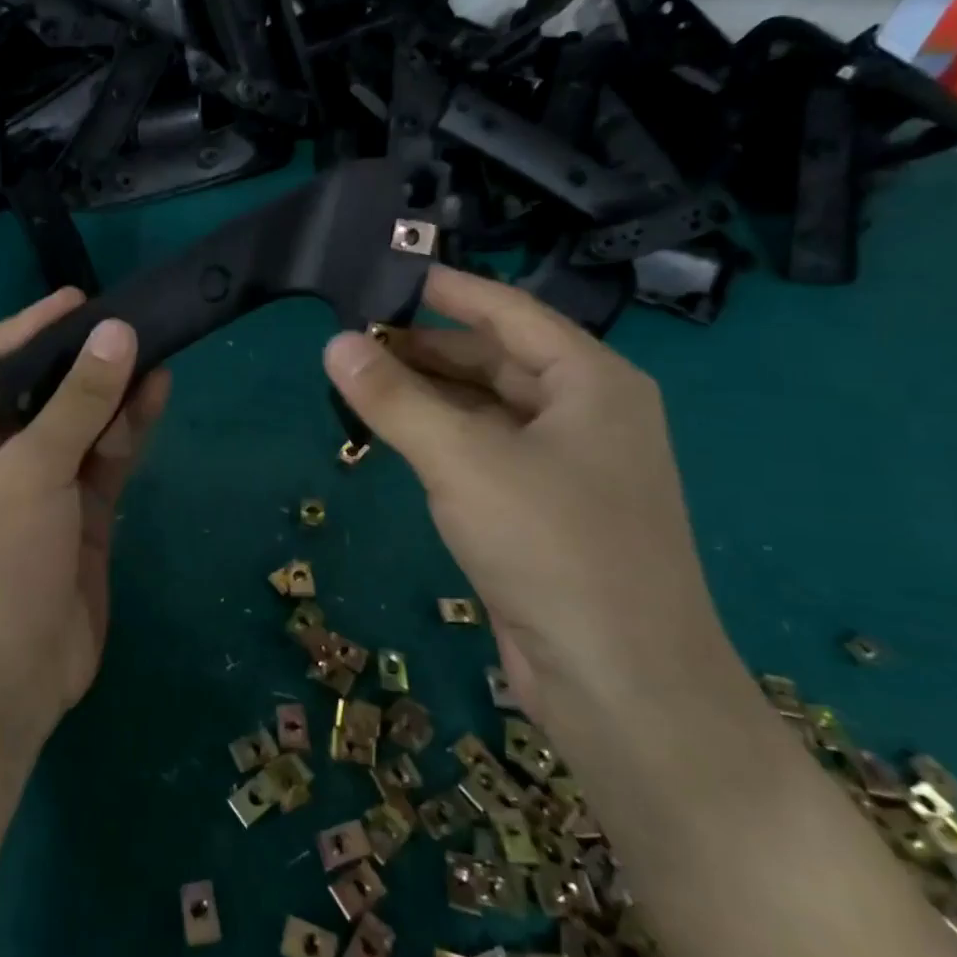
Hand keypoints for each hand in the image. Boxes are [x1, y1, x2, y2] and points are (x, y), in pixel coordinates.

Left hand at [0, 289, 170, 747]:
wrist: (10, 678)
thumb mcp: (32, 471)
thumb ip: (78, 402)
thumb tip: (117, 331)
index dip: (28, 325)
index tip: (79, 302)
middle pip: (43, 386)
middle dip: (83, 356)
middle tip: (132, 321)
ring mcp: (46, 482)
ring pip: (84, 419)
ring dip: (116, 388)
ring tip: (156, 350)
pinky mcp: (86, 510)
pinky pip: (109, 455)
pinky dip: (132, 426)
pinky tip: (158, 393)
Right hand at [324, 265, 735, 734]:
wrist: (621, 684)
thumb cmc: (552, 546)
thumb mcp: (463, 460)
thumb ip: (395, 398)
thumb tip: (335, 343)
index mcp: (591, 381)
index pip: (509, 311)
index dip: (448, 289)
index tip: (389, 272)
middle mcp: (587, 414)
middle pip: (496, 359)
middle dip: (427, 346)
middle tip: (355, 335)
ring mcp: (569, 466)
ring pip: (487, 410)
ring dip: (430, 394)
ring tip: (362, 379)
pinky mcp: (545, 512)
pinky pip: (485, 453)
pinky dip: (441, 439)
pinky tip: (398, 436)